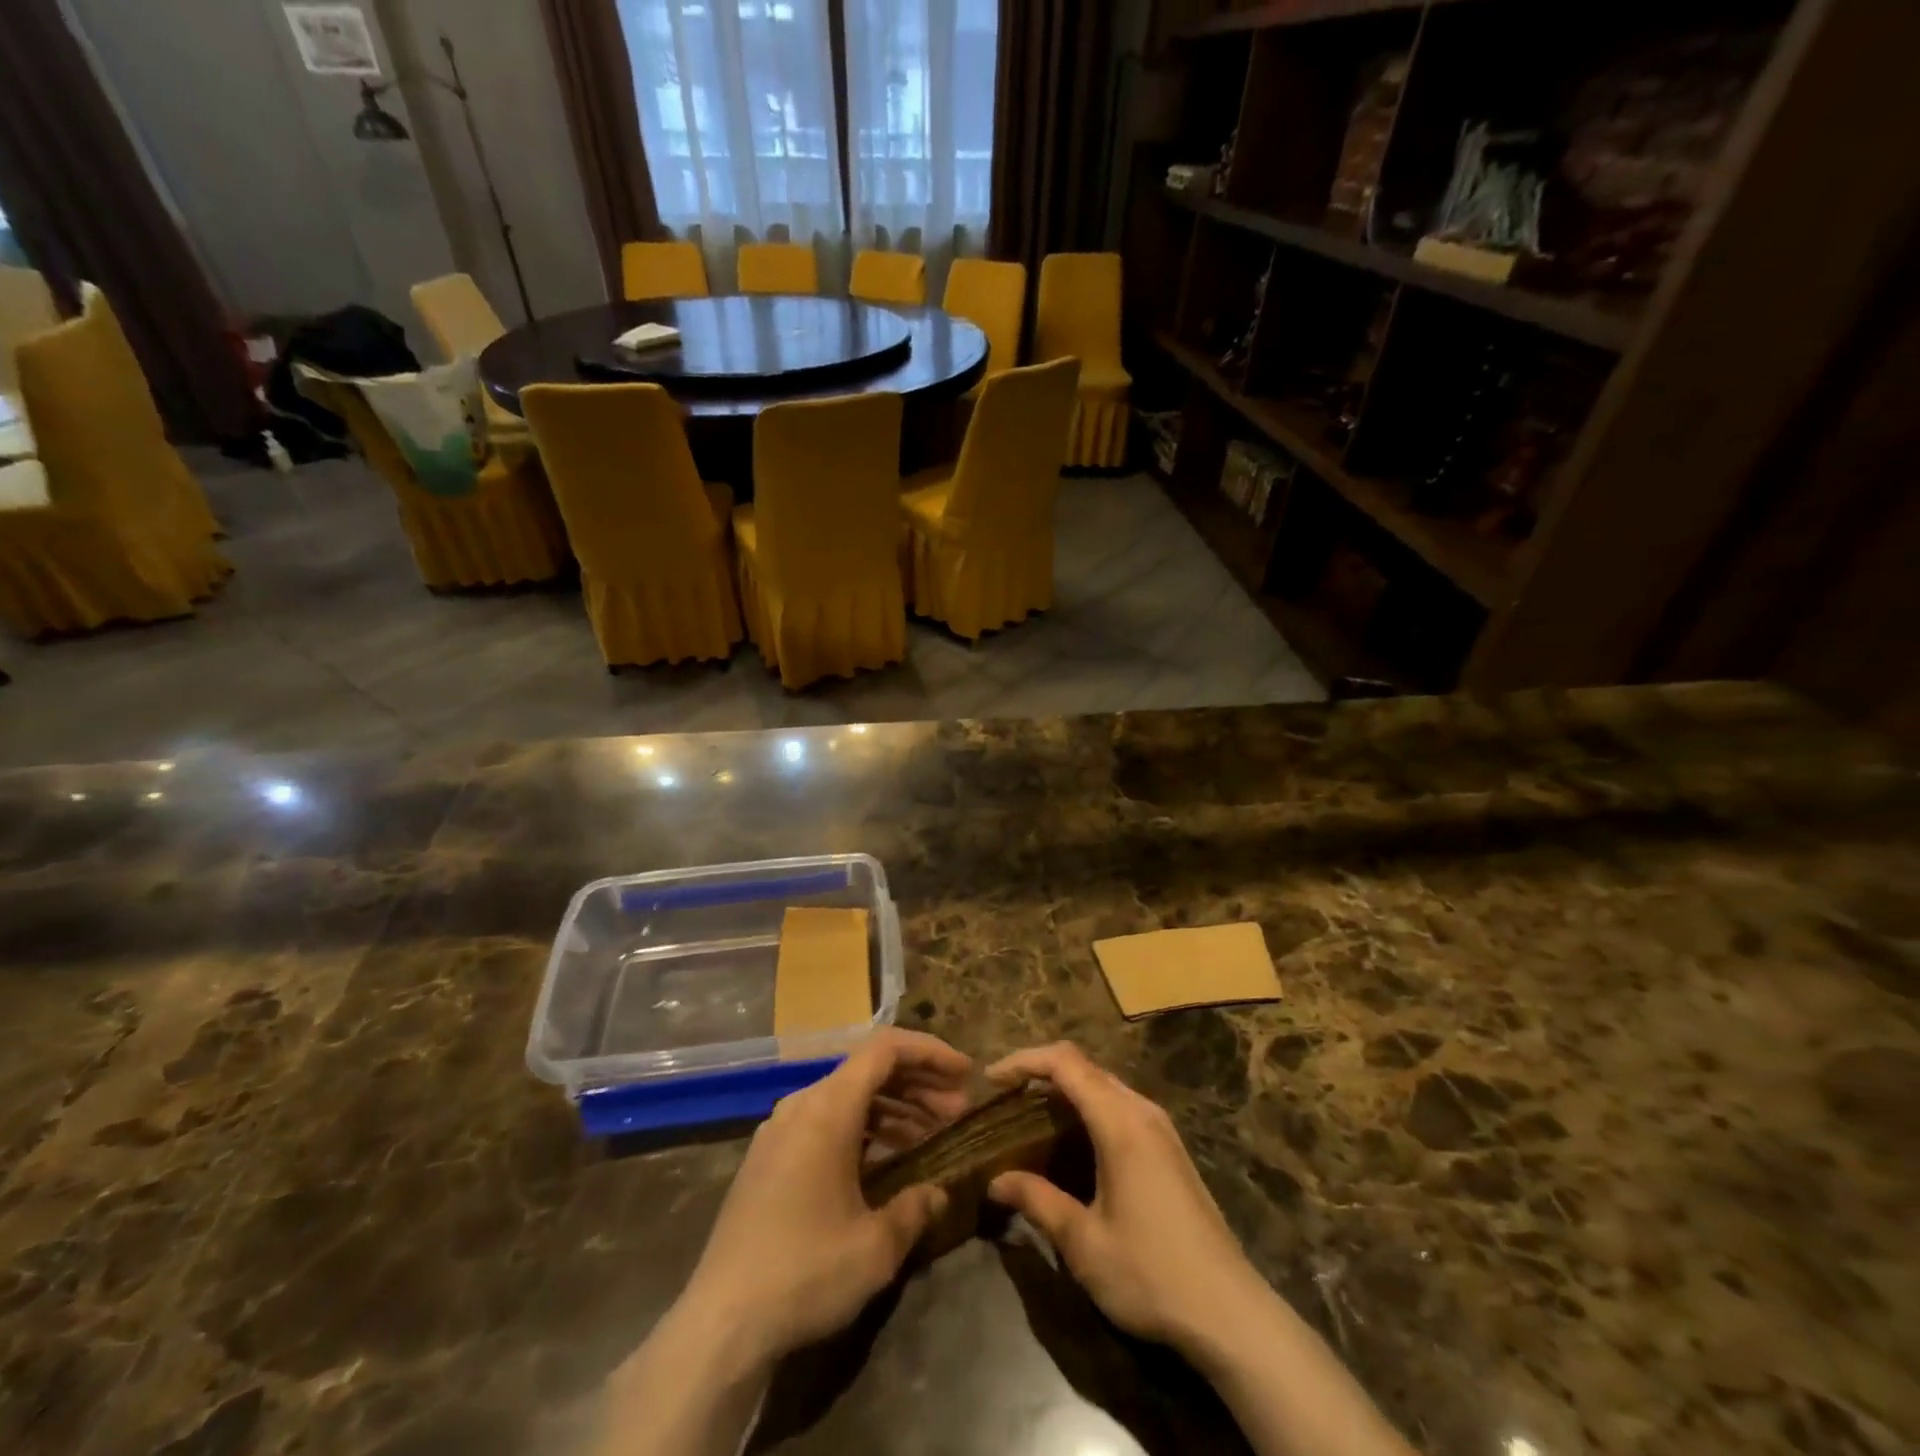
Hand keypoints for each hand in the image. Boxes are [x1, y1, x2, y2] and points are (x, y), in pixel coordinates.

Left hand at [676, 1028, 972, 1370]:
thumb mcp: (875, 1246)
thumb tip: (938, 1192)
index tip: (965, 1073)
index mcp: (828, 1107)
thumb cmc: (805, 1271)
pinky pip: (824, 1121)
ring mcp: (780, 1130)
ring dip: (892, 1108)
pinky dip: (862, 1128)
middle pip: (868, 1070)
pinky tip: (884, 1161)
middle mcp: (801, 1104)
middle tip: (957, 1111)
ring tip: (930, 1135)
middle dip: (918, 1084)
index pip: (886, 1049)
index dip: (930, 1052)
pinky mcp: (768, 1158)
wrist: (720, 1323)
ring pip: (847, 1096)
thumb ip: (915, 1207)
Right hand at [985, 1041, 1264, 1355]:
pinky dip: (1087, 1111)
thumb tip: (995, 1181)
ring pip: (1103, 1086)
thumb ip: (1037, 1201)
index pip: (1065, 1062)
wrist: (1231, 1314)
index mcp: (1120, 1121)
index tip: (990, 1081)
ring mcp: (1161, 1129)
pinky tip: (1071, 1147)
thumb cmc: (1151, 1274)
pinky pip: (1119, 1107)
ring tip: (1029, 1121)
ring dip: (1065, 1093)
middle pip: (1084, 1067)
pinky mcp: (1169, 1149)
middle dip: (1040, 1075)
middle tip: (1004, 1103)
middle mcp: (1142, 1111)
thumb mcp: (1084, 1242)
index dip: (1024, 1061)